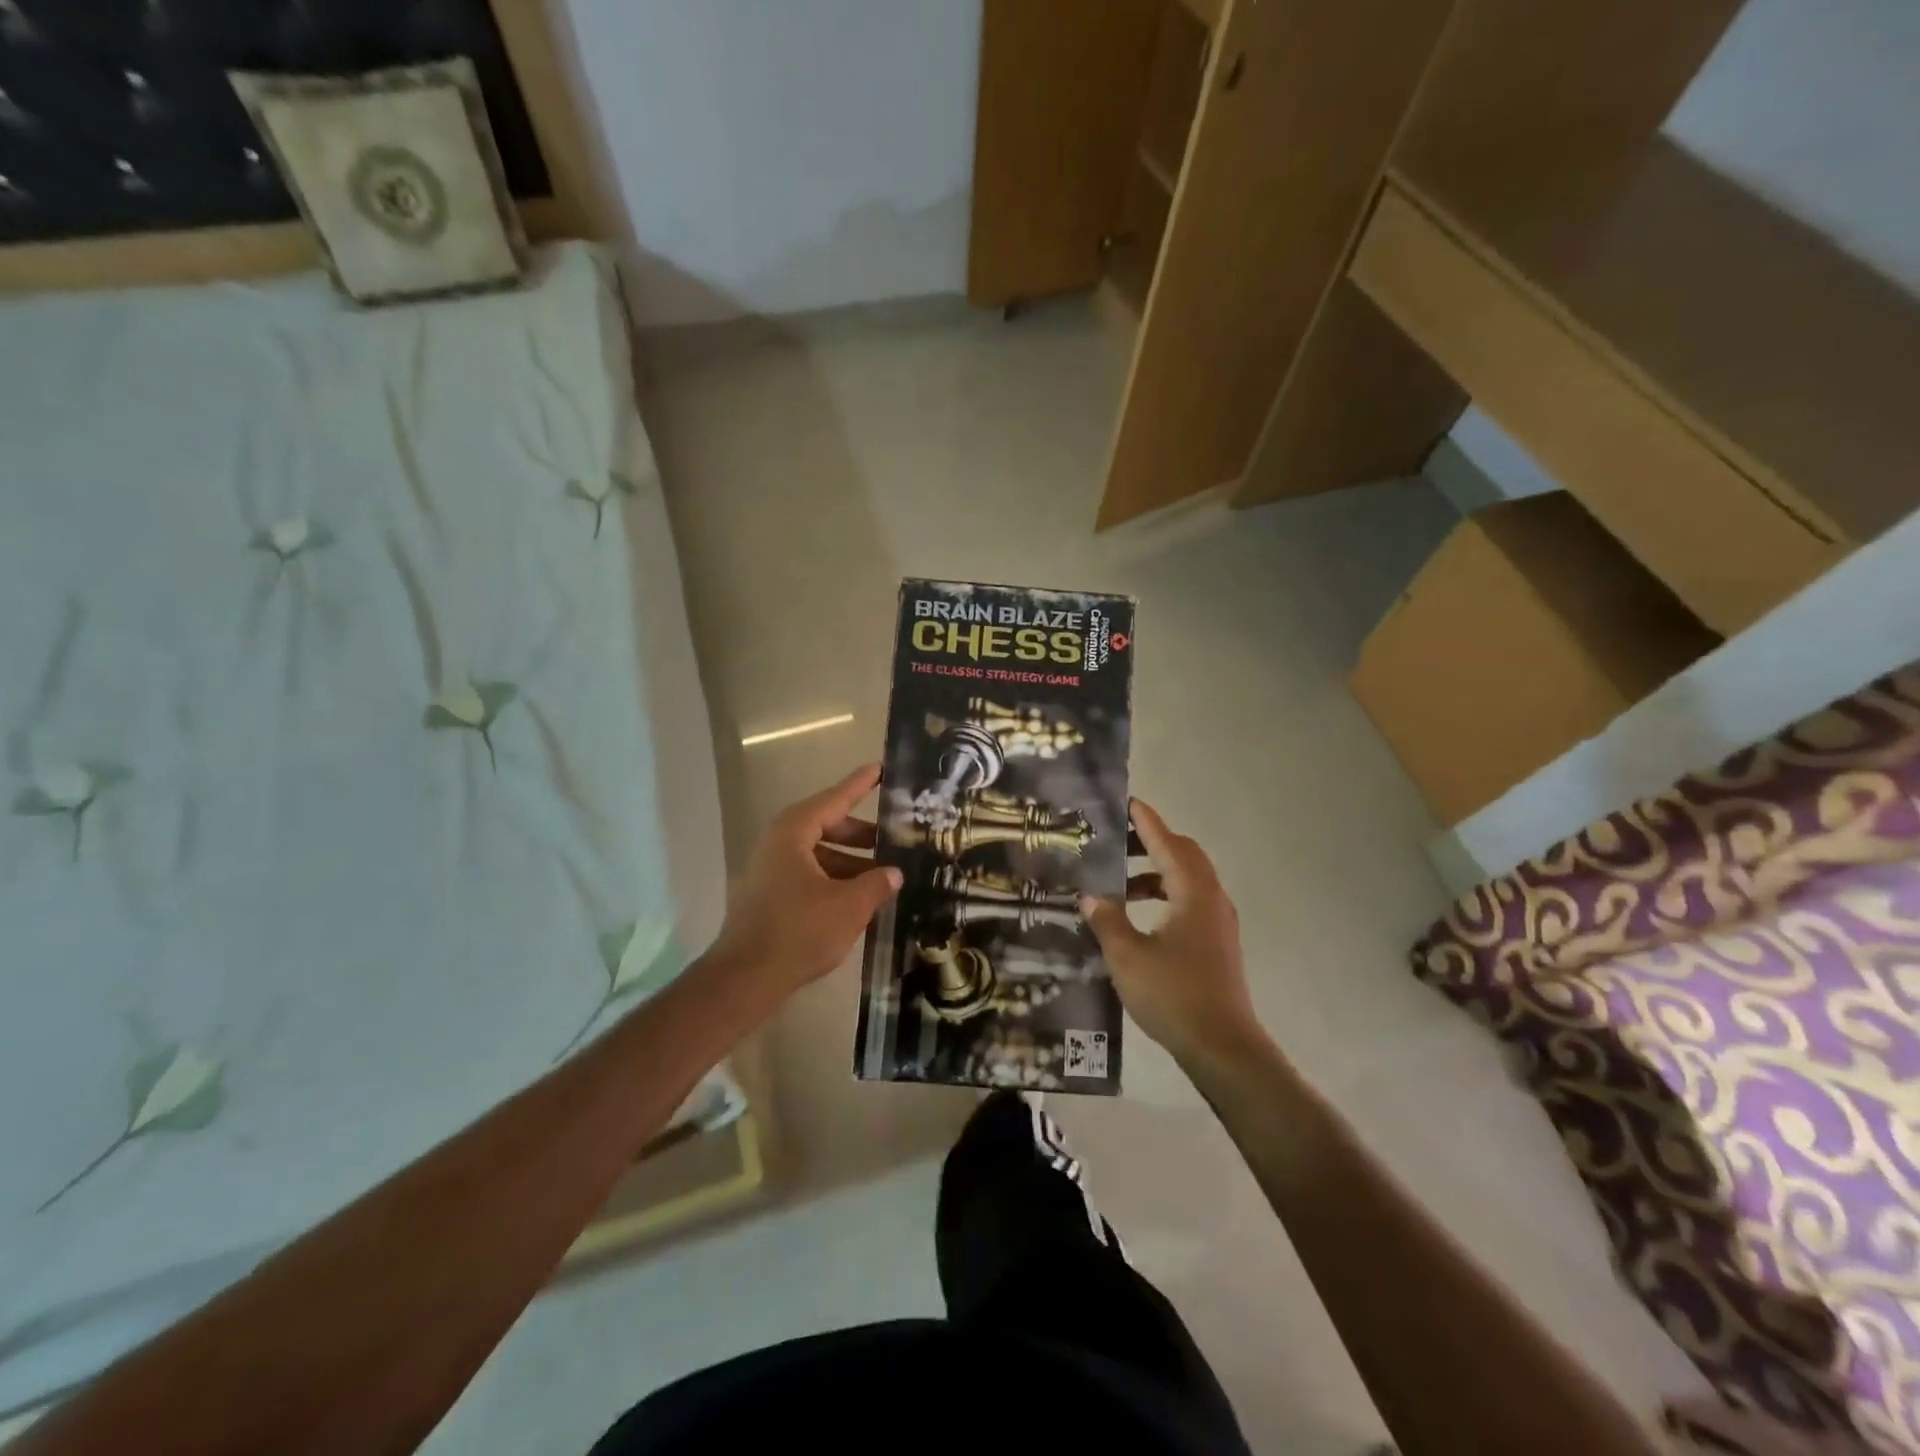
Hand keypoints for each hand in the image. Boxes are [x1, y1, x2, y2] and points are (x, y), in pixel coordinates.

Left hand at [709, 764, 901, 1004]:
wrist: (745, 979)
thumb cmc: (799, 931)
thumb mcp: (849, 906)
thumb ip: (876, 884)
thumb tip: (894, 873)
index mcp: (794, 833)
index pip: (834, 799)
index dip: (860, 785)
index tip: (880, 769)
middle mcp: (778, 844)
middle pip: (826, 826)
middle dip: (861, 834)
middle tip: (893, 839)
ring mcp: (770, 871)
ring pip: (818, 855)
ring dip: (850, 862)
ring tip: (883, 878)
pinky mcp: (769, 897)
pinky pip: (809, 876)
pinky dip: (834, 880)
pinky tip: (858, 901)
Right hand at [1081, 800, 1261, 1068]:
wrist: (1223, 1047)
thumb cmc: (1173, 995)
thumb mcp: (1127, 956)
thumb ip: (1107, 920)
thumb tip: (1091, 896)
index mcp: (1193, 893)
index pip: (1167, 843)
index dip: (1146, 822)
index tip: (1127, 802)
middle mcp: (1212, 899)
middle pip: (1184, 855)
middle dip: (1152, 843)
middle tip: (1117, 842)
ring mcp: (1219, 922)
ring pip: (1188, 880)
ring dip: (1156, 873)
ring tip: (1121, 883)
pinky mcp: (1218, 943)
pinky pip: (1191, 902)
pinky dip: (1165, 895)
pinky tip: (1140, 917)